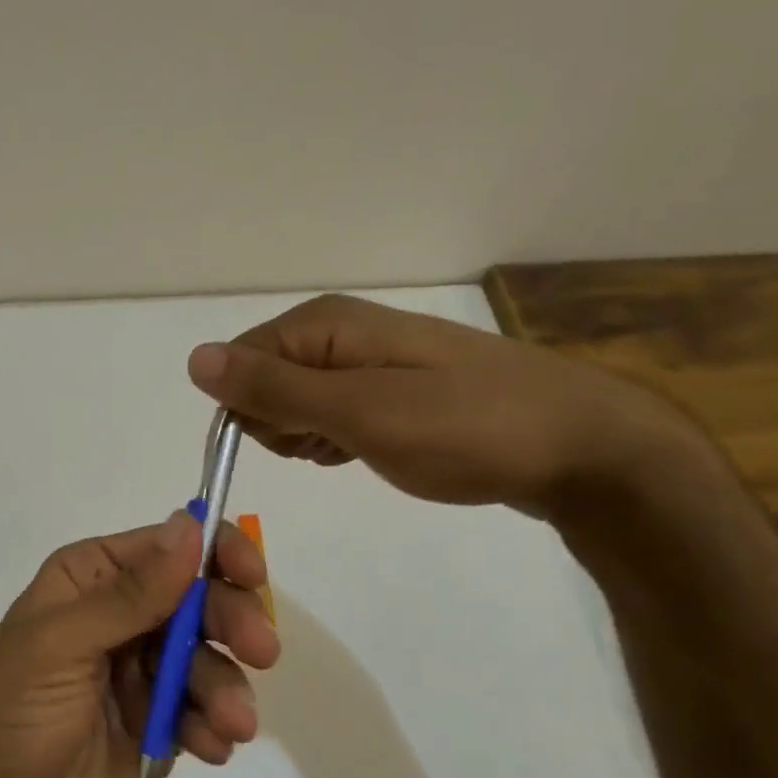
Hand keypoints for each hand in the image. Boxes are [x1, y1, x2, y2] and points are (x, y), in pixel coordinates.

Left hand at [0, 512, 278, 777]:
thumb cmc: (12, 716)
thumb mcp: (62, 644)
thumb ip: (131, 593)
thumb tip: (189, 525)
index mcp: (91, 580)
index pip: (166, 547)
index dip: (214, 552)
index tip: (252, 576)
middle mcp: (120, 616)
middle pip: (198, 600)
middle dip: (231, 623)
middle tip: (262, 651)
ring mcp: (140, 672)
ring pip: (207, 659)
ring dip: (227, 686)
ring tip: (231, 724)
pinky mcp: (156, 724)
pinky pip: (202, 711)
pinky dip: (214, 725)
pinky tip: (209, 748)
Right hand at [185, 293, 705, 518]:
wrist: (582, 449)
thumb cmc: (467, 428)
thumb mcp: (360, 412)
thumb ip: (274, 387)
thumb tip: (194, 359)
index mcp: (324, 326)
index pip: (238, 364)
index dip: (248, 410)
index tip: (291, 443)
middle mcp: (339, 333)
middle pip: (263, 381)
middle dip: (282, 425)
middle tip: (335, 444)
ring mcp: (368, 360)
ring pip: (295, 403)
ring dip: (309, 436)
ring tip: (360, 449)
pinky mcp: (391, 389)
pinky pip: (331, 414)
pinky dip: (336, 440)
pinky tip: (367, 451)